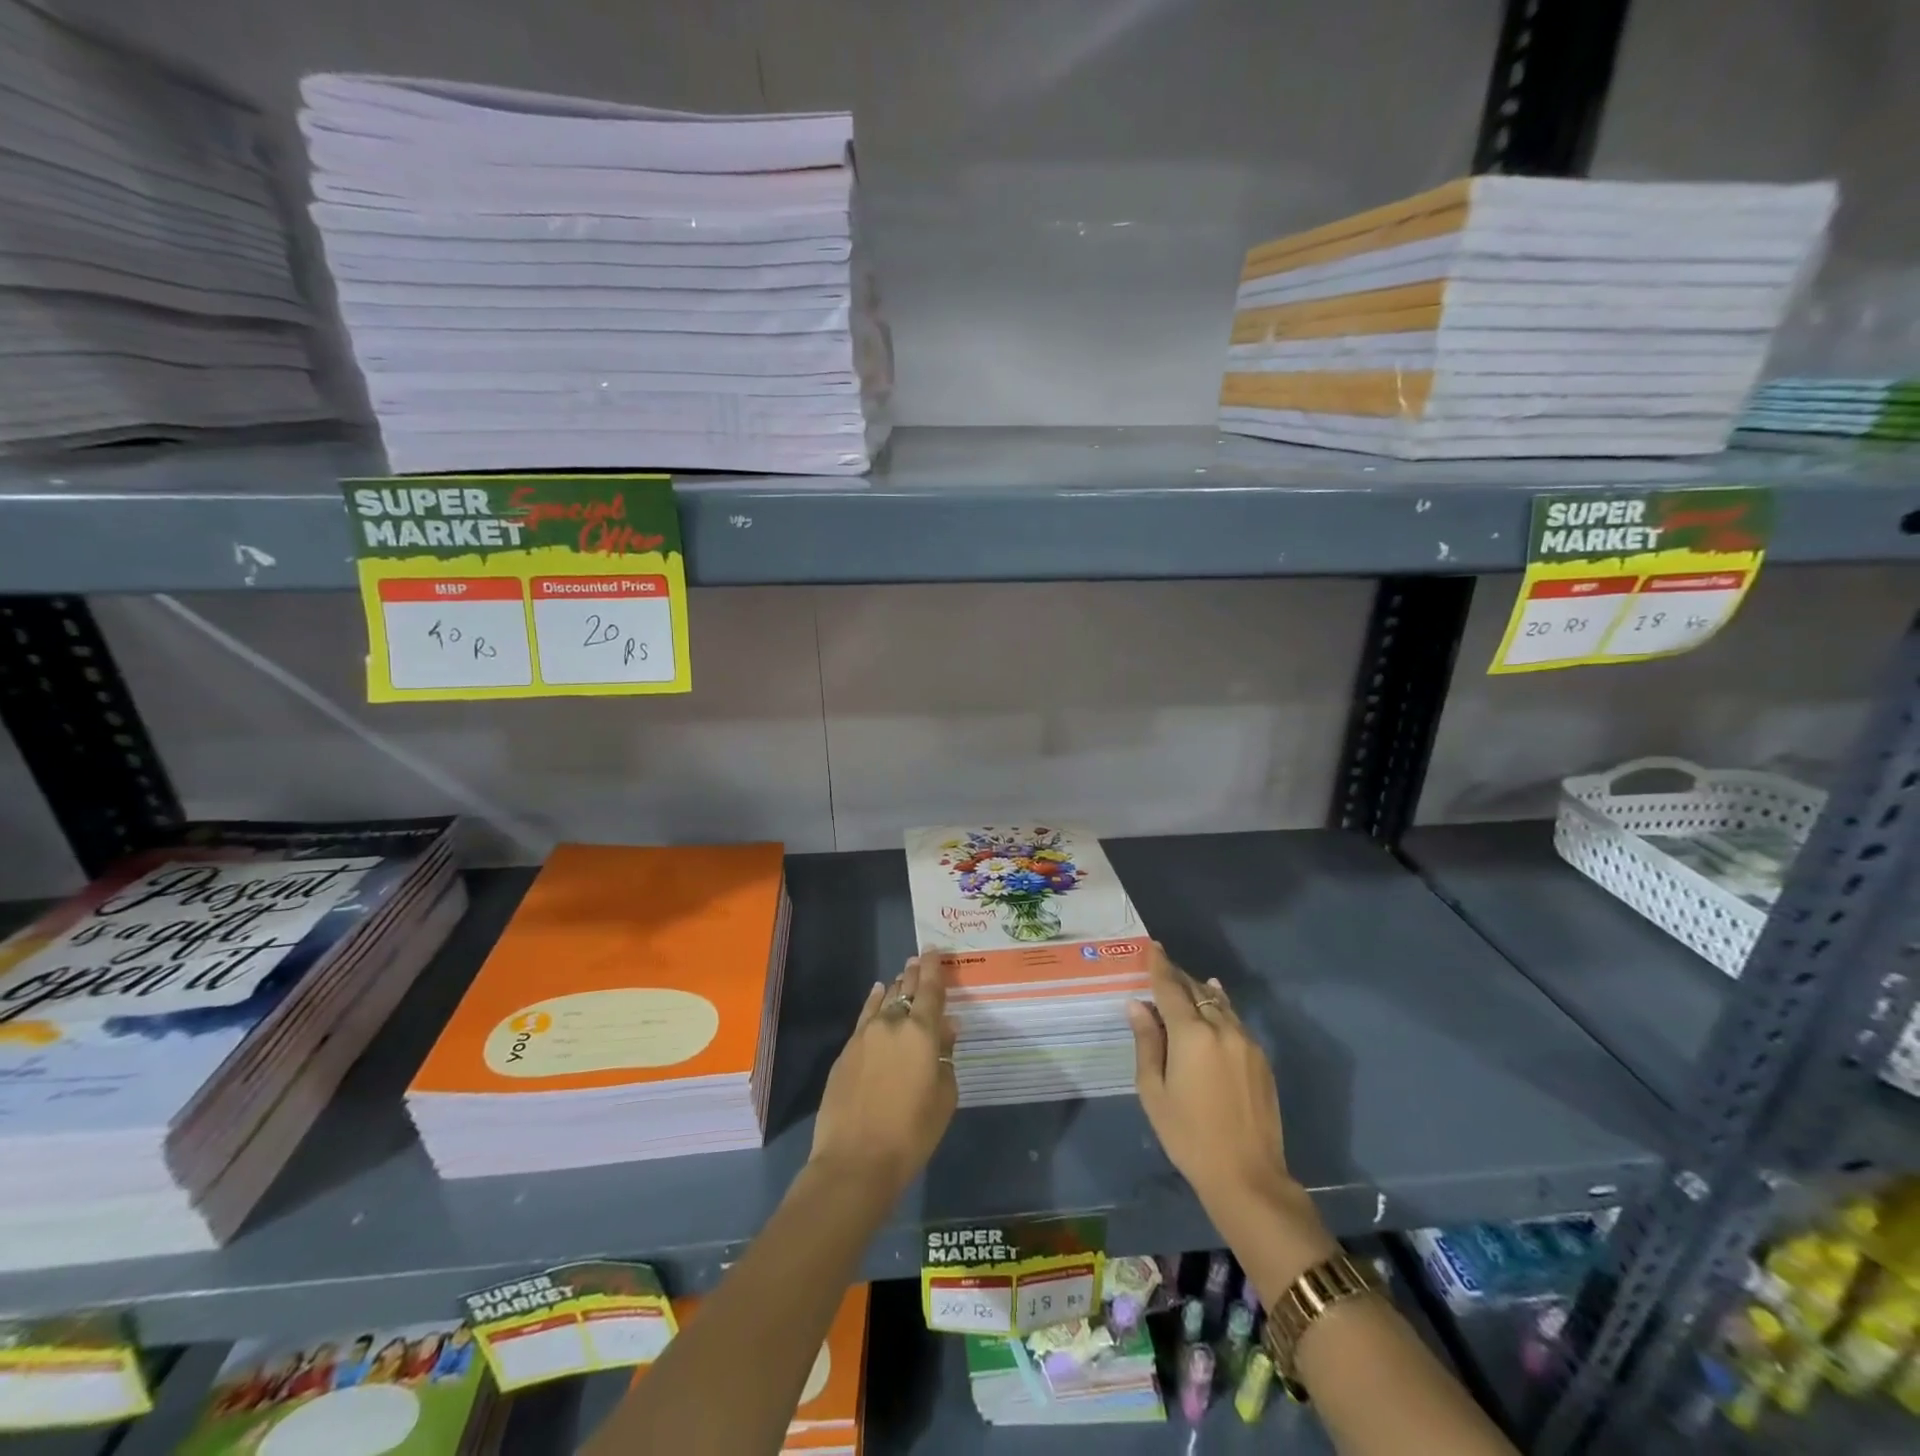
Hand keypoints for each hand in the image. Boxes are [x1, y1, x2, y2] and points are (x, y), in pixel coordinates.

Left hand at [810, 952, 957, 1198]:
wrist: (856, 1160)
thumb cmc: (912, 1133)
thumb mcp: (944, 1096)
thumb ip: (946, 1056)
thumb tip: (946, 1028)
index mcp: (922, 1032)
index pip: (931, 989)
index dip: (934, 967)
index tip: (934, 949)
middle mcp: (893, 1024)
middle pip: (905, 990)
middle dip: (914, 973)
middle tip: (919, 960)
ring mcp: (865, 1035)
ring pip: (884, 1001)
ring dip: (896, 988)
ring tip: (902, 977)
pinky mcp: (846, 1051)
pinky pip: (865, 1016)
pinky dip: (874, 1002)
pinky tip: (877, 994)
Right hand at [1128, 943, 1297, 1221]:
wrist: (1248, 1176)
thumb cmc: (1188, 1135)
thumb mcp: (1154, 1091)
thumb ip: (1146, 1042)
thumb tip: (1137, 1005)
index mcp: (1191, 1034)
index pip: (1170, 987)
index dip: (1159, 965)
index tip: (1152, 946)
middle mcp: (1221, 1028)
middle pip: (1196, 990)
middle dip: (1178, 977)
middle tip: (1161, 968)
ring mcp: (1246, 1042)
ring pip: (1219, 1003)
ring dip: (1200, 991)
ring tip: (1185, 985)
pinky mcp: (1260, 1058)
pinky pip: (1235, 1020)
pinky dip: (1219, 1008)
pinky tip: (1214, 1005)